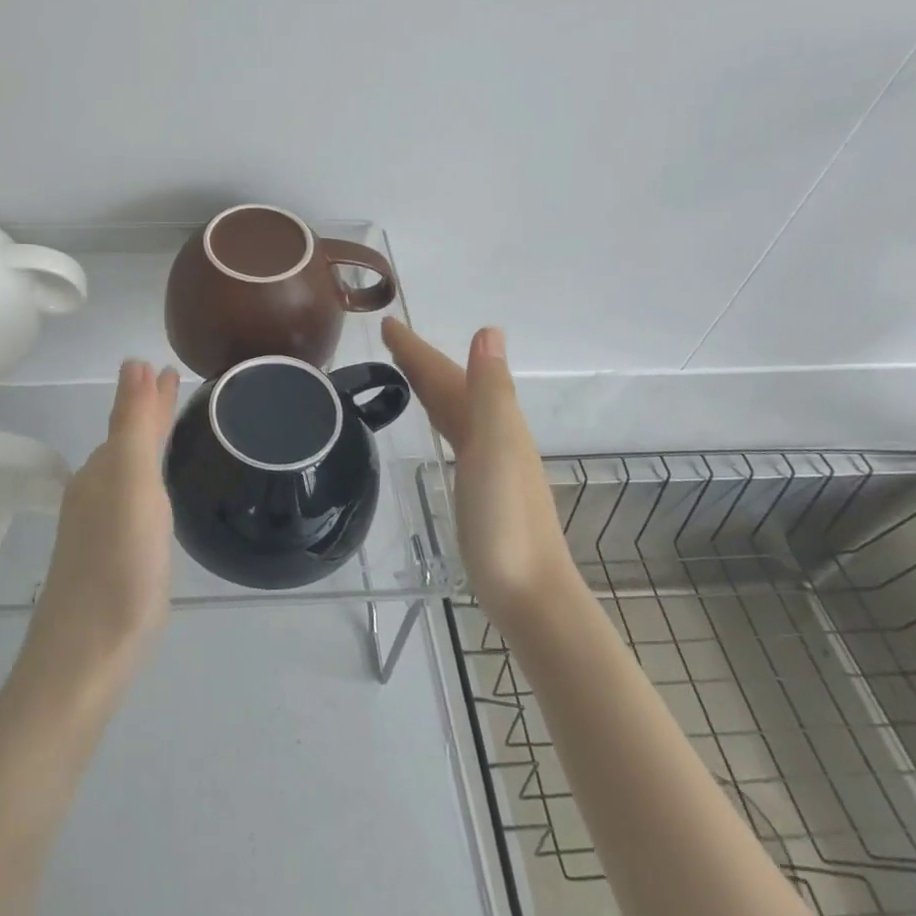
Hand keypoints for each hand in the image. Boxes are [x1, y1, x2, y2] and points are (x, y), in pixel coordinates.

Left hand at [21, 359, 180, 696]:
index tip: (168, 367)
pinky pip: (131, 498)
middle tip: (172, 383)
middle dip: (148, 411)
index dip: (149, 392)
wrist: (87, 656)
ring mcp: (100, 526)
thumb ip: (133, 426)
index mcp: (105, 470)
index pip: (130, 417)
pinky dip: (145, 478)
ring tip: (168, 426)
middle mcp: (98, 491)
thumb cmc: (118, 567)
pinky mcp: (110, 557)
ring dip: (147, 440)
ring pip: (128, 468)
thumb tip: (133, 363)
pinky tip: (152, 492)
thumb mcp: (132, 487)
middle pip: (127, 439)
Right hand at [382, 319, 573, 629]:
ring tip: (404, 371)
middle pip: (452, 387)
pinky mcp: (480, 487)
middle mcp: (494, 434)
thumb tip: (489, 330)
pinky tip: (436, 424)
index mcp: (495, 421)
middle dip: (422, 361)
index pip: (448, 373)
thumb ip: (491, 389)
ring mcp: (488, 462)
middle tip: (389, 340)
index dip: (419, 349)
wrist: (528, 592)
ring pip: (454, 410)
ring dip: (430, 385)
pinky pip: (455, 434)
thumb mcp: (496, 445)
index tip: (387, 324)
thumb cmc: (505, 519)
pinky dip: (440, 416)